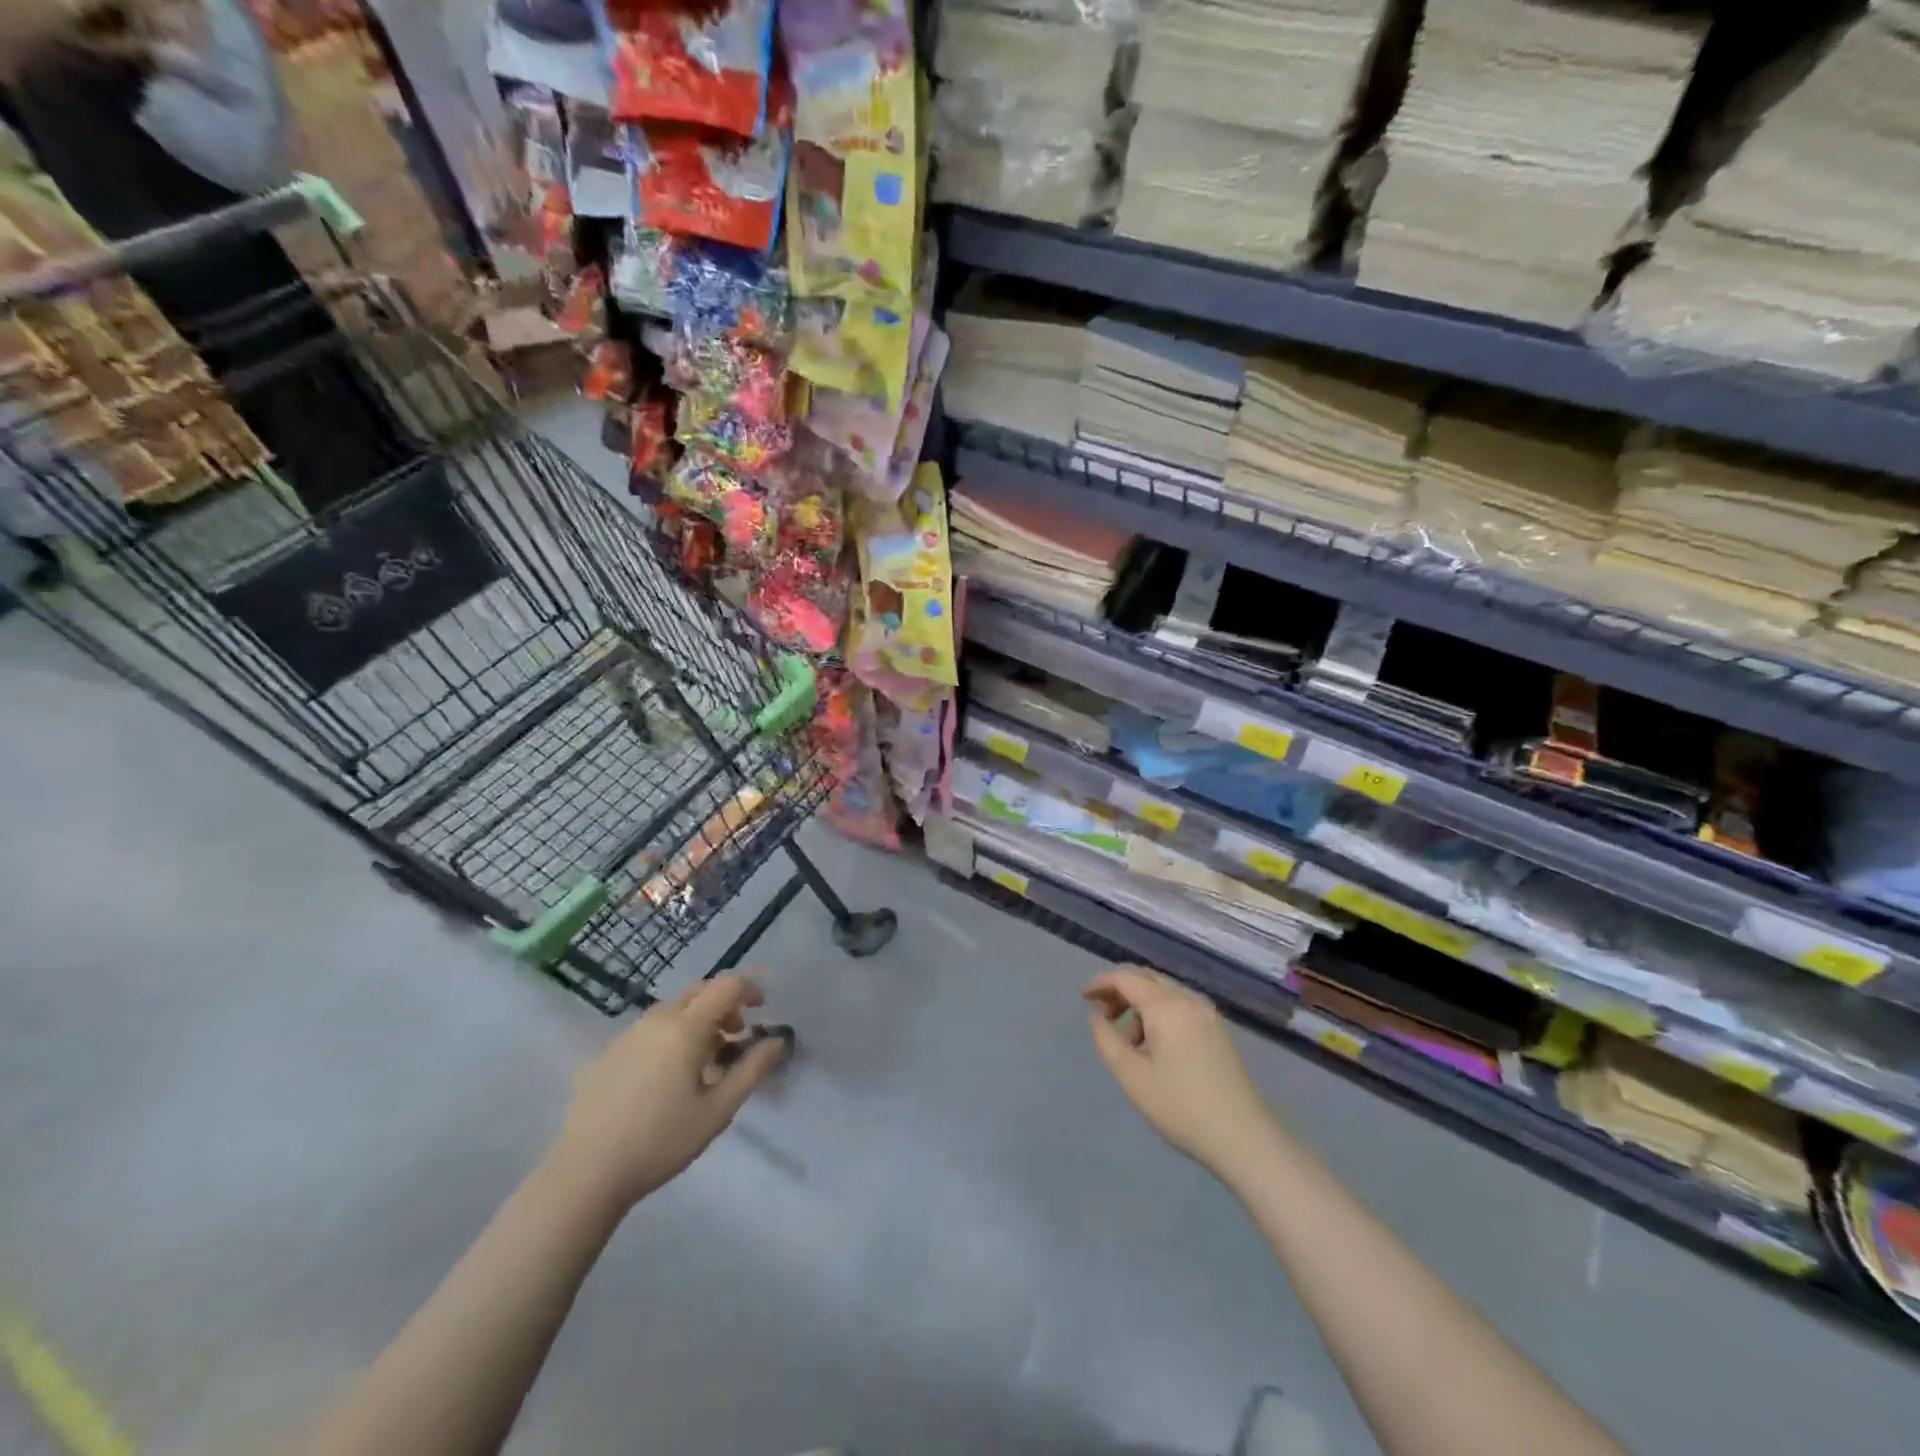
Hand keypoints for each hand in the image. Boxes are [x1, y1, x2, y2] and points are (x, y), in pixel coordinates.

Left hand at [548, 976, 788, 1211]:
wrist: (585, 1175)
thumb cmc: (661, 1141)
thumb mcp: (718, 1111)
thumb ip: (752, 1070)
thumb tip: (777, 1040)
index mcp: (685, 1028)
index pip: (726, 987)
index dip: (750, 989)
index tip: (763, 1010)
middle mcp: (656, 1019)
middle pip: (698, 991)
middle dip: (724, 1004)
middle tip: (736, 1035)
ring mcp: (627, 1034)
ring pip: (672, 1009)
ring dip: (697, 1020)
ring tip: (703, 1061)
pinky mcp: (606, 1053)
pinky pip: (648, 1029)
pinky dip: (669, 1035)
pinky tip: (665, 1077)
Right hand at [1085, 965, 1279, 1181]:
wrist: (1244, 1138)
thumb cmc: (1181, 1107)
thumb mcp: (1132, 1076)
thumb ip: (1107, 1040)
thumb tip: (1097, 1016)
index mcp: (1167, 1006)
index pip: (1126, 978)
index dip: (1101, 983)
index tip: (1083, 998)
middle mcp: (1189, 999)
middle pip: (1147, 978)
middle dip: (1120, 990)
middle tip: (1101, 1015)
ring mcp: (1208, 1013)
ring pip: (1164, 992)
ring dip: (1140, 1004)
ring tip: (1127, 1040)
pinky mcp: (1218, 1029)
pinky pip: (1180, 1006)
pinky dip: (1159, 1013)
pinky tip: (1154, 1045)